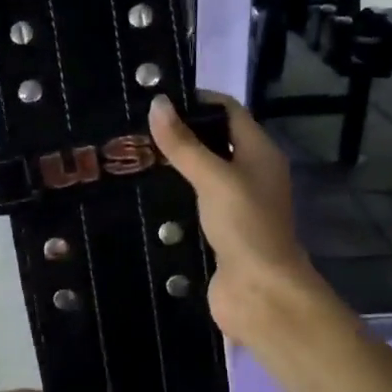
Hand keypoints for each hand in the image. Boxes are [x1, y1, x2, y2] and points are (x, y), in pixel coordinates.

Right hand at [148, 91, 319, 345]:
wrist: (261, 293)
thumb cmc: (245, 226)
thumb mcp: (214, 178)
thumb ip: (184, 144)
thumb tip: (157, 103)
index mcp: (260, 153)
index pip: (228, 111)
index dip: (197, 100)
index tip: (156, 98)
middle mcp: (250, 174)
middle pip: (213, 142)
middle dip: (179, 134)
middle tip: (133, 127)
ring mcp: (235, 206)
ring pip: (200, 176)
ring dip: (172, 167)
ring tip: (130, 156)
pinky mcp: (219, 233)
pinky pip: (193, 205)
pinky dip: (172, 197)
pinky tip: (142, 194)